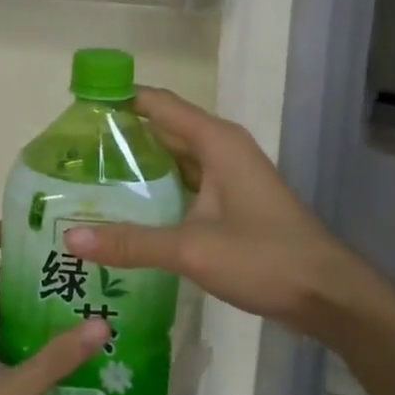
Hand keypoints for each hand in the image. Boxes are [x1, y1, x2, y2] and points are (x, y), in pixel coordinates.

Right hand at [62, 87, 380, 343]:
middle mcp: (222, 150)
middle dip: (120, 138)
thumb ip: (130, 242)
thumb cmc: (264, 257)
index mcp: (216, 141)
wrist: (325, 294)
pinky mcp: (231, 205)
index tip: (74, 107)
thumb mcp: (191, 248)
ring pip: (173, 161)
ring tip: (87, 180)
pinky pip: (185, 187)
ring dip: (137, 168)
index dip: (118, 100)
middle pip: (162, 130)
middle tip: (69, 154)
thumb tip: (70, 238)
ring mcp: (229, 178)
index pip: (157, 103)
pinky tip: (126, 212)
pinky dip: (156, 193)